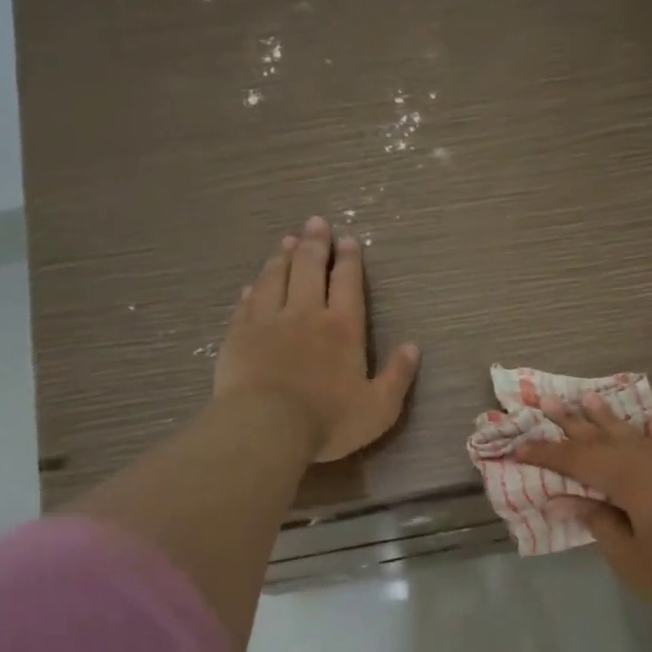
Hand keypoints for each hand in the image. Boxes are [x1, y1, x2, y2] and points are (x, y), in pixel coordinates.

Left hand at [214, 217, 419, 461]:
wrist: (266, 428)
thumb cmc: (328, 421)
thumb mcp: (379, 408)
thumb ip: (398, 376)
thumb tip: (413, 347)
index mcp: (343, 328)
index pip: (347, 283)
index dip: (349, 260)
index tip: (347, 240)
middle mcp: (306, 314)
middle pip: (309, 269)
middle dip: (314, 244)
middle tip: (315, 223)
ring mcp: (268, 322)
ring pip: (275, 279)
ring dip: (282, 257)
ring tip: (286, 241)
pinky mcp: (238, 335)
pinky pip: (247, 303)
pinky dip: (253, 289)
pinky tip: (253, 283)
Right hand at [516, 395, 651, 623]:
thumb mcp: (630, 557)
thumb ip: (598, 522)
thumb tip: (565, 500)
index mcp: (628, 477)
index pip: (576, 459)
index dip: (546, 453)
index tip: (519, 446)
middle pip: (604, 435)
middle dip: (574, 422)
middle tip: (549, 402)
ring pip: (638, 432)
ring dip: (611, 418)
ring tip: (590, 399)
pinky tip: (650, 421)